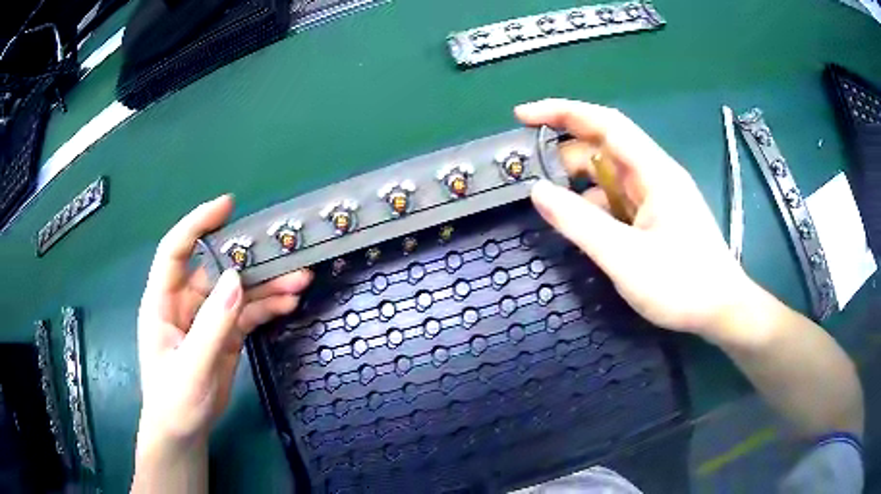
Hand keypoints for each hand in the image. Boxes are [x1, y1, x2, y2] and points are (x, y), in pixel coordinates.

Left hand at [136, 195, 311, 448]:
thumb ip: (212, 325)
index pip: (175, 251)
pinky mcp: (223, 335)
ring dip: (267, 285)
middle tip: (284, 252)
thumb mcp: (192, 367)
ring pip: (237, 291)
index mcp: (163, 302)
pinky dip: (267, 307)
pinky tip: (288, 302)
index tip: (227, 206)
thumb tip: (236, 279)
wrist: (184, 431)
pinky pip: (246, 313)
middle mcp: (184, 303)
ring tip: (299, 280)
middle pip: (217, 269)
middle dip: (249, 260)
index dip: (197, 224)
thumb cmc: (175, 401)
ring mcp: (206, 319)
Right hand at [517, 99, 749, 335]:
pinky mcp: (657, 219)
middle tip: (529, 177)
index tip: (523, 116)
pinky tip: (581, 226)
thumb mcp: (625, 257)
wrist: (721, 311)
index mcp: (654, 172)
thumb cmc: (681, 285)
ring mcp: (657, 198)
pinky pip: (619, 202)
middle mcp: (655, 176)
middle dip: (565, 155)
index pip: (605, 124)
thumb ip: (579, 223)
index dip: (562, 113)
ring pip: (610, 178)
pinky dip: (595, 207)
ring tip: (550, 205)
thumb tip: (537, 191)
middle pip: (604, 149)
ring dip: (579, 185)